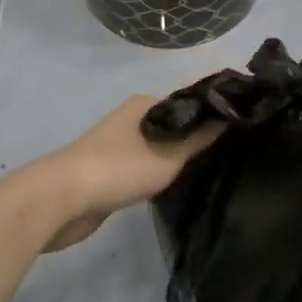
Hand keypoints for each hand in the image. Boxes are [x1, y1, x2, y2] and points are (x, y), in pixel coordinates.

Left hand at [17, 96, 223, 251]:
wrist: (60, 199)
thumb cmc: (118, 169)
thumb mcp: (168, 155)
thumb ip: (199, 138)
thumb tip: (230, 115)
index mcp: (145, 105)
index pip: (189, 102)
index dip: (214, 112)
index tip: (241, 125)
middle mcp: (132, 119)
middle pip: (175, 124)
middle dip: (199, 136)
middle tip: (231, 153)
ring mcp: (119, 145)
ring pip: (160, 147)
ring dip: (180, 157)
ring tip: (212, 169)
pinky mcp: (111, 172)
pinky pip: (147, 167)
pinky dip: (162, 173)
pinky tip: (179, 185)